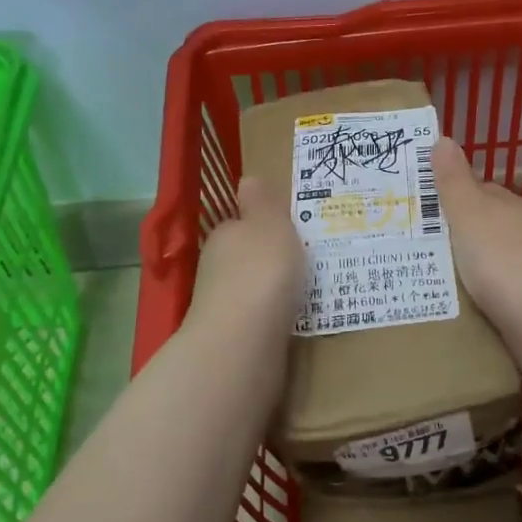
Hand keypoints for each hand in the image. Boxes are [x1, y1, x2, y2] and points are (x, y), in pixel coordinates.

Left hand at [188, 174, 305, 336]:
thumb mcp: (268, 222)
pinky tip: (295, 321)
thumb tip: (246, 180)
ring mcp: (222, 307)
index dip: (262, 225)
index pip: (239, 224)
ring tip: (306, 292)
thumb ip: (260, 201)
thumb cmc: (261, 270)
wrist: (244, 342)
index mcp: (223, 236)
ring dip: (272, 291)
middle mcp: (216, 269)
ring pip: (251, 291)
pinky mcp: (235, 340)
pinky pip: (260, 321)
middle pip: (244, 258)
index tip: (288, 231)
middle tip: (303, 261)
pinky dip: (274, 318)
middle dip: (268, 260)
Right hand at [432, 137, 521, 325]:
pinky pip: (504, 289)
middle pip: (488, 224)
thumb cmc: (501, 261)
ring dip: (474, 264)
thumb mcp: (468, 215)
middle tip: (421, 247)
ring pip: (497, 257)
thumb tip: (443, 138)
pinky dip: (487, 292)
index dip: (451, 195)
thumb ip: (453, 181)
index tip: (422, 209)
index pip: (479, 190)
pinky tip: (469, 305)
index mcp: (510, 205)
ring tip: (438, 278)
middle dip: (460, 232)